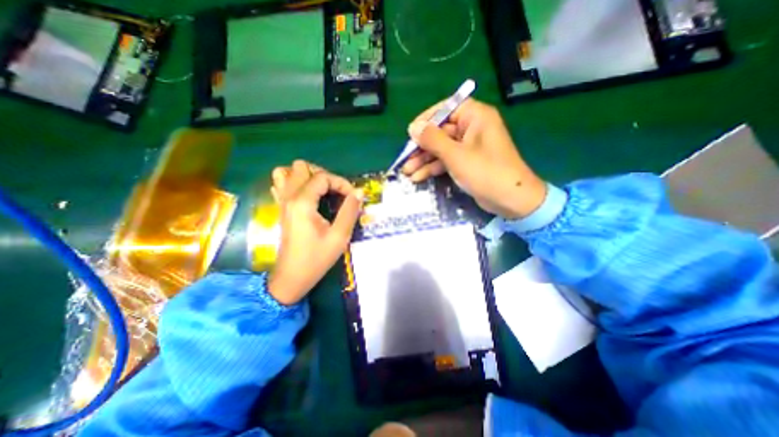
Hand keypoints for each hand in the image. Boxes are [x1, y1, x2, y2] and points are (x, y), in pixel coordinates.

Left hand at [268, 159, 365, 305]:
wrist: (293, 277)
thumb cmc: (317, 258)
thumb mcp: (339, 236)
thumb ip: (350, 211)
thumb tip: (359, 192)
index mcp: (303, 203)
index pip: (322, 177)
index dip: (341, 182)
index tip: (352, 196)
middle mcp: (289, 197)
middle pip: (301, 167)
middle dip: (323, 174)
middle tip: (336, 191)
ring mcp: (282, 202)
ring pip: (286, 172)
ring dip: (305, 176)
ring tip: (320, 189)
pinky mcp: (281, 208)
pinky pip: (281, 184)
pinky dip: (294, 183)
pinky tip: (307, 195)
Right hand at [402, 101, 545, 219]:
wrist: (510, 199)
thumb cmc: (485, 172)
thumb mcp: (455, 154)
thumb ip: (432, 139)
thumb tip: (413, 127)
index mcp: (475, 117)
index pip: (446, 109)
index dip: (426, 120)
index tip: (410, 133)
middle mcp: (472, 128)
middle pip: (440, 132)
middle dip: (421, 147)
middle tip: (405, 159)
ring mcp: (469, 147)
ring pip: (441, 148)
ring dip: (424, 160)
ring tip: (407, 172)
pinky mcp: (467, 162)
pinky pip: (446, 160)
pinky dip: (434, 168)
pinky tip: (418, 177)